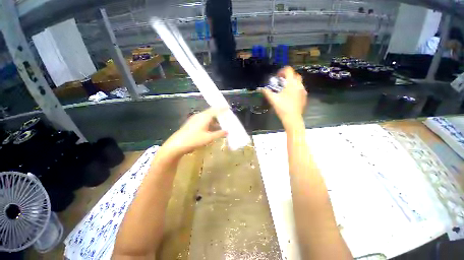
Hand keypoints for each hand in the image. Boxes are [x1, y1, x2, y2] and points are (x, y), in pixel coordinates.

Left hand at [162, 107, 227, 156]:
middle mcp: (200, 115)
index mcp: (205, 117)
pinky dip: (210, 122)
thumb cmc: (194, 140)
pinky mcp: (192, 123)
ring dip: (215, 120)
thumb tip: (227, 131)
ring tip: (221, 123)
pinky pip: (204, 120)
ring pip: (207, 117)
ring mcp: (195, 119)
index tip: (228, 108)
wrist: (177, 144)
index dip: (222, 108)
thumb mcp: (209, 138)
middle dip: (219, 114)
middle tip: (227, 117)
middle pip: (212, 112)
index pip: (216, 109)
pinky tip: (212, 128)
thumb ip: (219, 134)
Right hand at [262, 66, 306, 126]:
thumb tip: (261, 88)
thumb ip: (267, 92)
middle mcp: (299, 85)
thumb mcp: (273, 99)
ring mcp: (303, 91)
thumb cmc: (282, 108)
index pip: (289, 70)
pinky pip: (300, 89)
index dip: (282, 71)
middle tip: (281, 81)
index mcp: (291, 84)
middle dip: (288, 76)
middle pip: (295, 75)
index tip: (277, 76)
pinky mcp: (304, 97)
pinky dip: (295, 88)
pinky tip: (290, 95)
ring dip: (292, 82)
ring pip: (299, 82)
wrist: (292, 118)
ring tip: (285, 89)